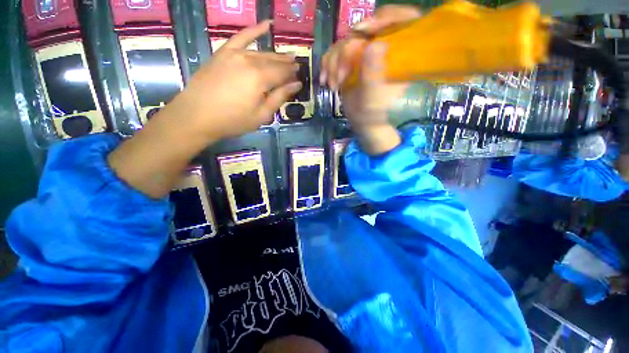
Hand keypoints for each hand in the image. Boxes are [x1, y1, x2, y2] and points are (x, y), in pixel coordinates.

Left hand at [168, 20, 301, 139]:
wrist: (197, 115)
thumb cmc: (233, 120)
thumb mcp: (261, 115)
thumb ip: (279, 97)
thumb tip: (296, 84)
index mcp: (261, 79)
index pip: (283, 73)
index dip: (293, 75)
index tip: (300, 77)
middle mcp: (250, 61)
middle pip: (274, 61)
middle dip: (287, 64)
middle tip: (296, 66)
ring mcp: (235, 53)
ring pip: (262, 52)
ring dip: (276, 55)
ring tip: (287, 56)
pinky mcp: (223, 52)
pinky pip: (241, 37)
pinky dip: (254, 30)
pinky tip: (267, 24)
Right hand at [320, 5, 420, 154]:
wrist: (363, 124)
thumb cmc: (374, 115)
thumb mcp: (374, 98)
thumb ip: (374, 74)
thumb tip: (373, 44)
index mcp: (402, 55)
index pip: (403, 19)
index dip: (385, 17)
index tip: (362, 31)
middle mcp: (385, 48)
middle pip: (367, 29)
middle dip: (347, 51)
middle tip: (340, 76)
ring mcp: (367, 53)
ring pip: (347, 40)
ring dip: (334, 62)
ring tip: (333, 85)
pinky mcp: (353, 60)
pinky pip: (336, 51)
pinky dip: (328, 64)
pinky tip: (326, 80)